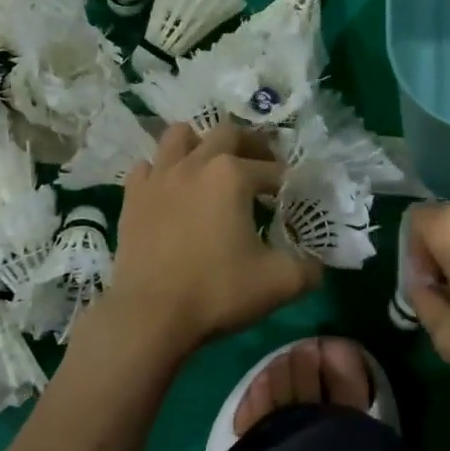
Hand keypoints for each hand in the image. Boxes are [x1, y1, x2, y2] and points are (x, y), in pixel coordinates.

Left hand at [100, 123, 321, 356]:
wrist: (150, 316)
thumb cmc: (218, 292)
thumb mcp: (280, 283)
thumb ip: (308, 269)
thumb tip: (317, 265)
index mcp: (233, 176)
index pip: (272, 169)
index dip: (288, 183)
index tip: (293, 199)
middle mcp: (195, 164)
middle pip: (227, 134)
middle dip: (250, 146)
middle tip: (261, 169)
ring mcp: (158, 177)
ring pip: (179, 136)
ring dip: (200, 144)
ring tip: (212, 167)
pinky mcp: (132, 197)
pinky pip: (148, 167)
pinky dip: (163, 171)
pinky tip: (172, 191)